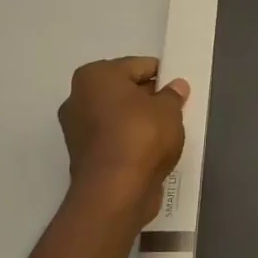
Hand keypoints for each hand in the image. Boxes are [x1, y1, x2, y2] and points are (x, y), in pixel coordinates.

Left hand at [58, 57, 188, 223]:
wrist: (115, 192)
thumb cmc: (141, 137)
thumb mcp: (169, 110)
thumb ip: (173, 95)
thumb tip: (176, 86)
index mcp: (95, 76)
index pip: (138, 65)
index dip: (163, 75)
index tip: (180, 89)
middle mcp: (78, 97)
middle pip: (124, 90)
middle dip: (149, 98)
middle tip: (176, 110)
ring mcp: (77, 129)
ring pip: (118, 116)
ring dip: (139, 121)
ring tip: (167, 133)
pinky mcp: (83, 155)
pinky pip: (113, 139)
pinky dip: (130, 141)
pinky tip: (151, 151)